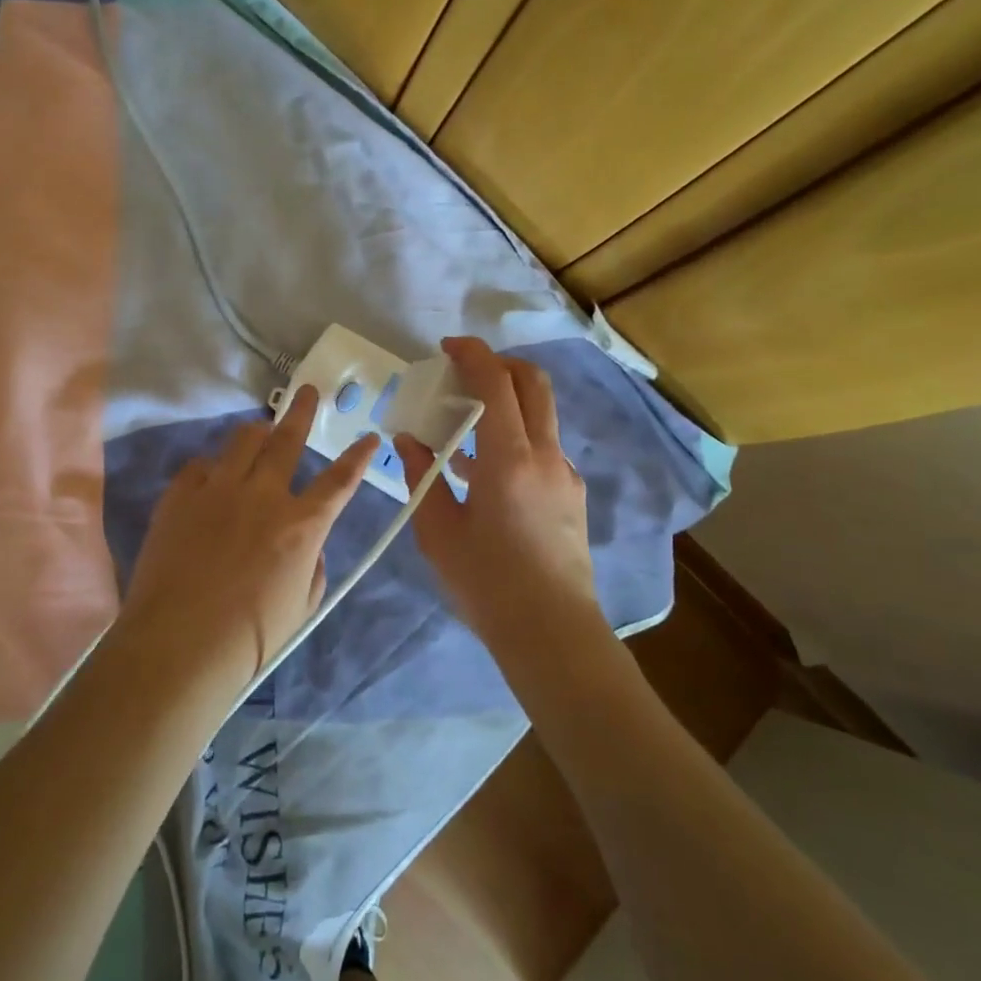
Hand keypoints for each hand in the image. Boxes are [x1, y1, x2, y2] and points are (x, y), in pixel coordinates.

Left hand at [122, 384, 376, 695]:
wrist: (179, 643)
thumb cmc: (251, 638)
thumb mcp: (302, 605)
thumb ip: (313, 565)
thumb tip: (307, 542)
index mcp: (301, 525)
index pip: (340, 481)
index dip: (358, 457)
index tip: (369, 437)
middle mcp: (262, 495)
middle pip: (287, 439)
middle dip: (302, 411)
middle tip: (308, 391)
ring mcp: (217, 490)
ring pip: (242, 441)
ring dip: (257, 432)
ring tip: (261, 430)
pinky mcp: (179, 496)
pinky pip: (200, 465)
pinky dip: (212, 468)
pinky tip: (211, 479)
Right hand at [397, 338, 601, 646]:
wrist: (552, 633)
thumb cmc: (487, 583)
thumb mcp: (439, 531)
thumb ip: (423, 476)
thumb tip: (409, 440)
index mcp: (509, 459)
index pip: (497, 384)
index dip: (473, 355)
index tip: (448, 347)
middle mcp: (546, 456)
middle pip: (533, 384)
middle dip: (499, 364)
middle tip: (463, 371)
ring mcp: (565, 474)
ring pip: (540, 415)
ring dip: (506, 402)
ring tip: (463, 425)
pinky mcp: (572, 495)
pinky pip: (542, 448)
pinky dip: (514, 437)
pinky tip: (483, 471)